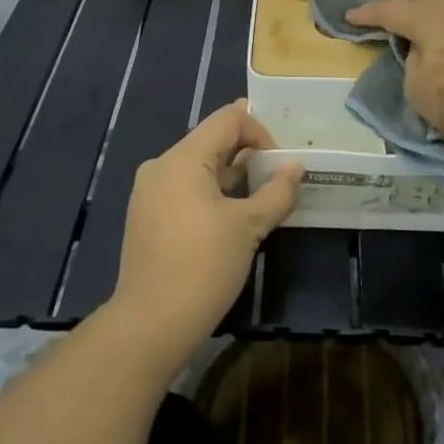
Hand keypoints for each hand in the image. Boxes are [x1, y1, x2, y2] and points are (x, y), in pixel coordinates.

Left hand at [110, 101, 301, 369]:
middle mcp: (161, 166)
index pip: (229, 119)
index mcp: (183, 158)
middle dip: (248, 156)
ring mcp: (149, 192)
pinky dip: (212, 194)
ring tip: (259, 203)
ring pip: (200, 167)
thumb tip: (296, 168)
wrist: (150, 324)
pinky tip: (231, 222)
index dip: (261, 133)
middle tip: (276, 182)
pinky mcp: (147, 216)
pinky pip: (185, 189)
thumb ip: (276, 192)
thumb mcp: (248, 227)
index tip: (279, 166)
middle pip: (213, 140)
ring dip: (232, 177)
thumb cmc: (203, 267)